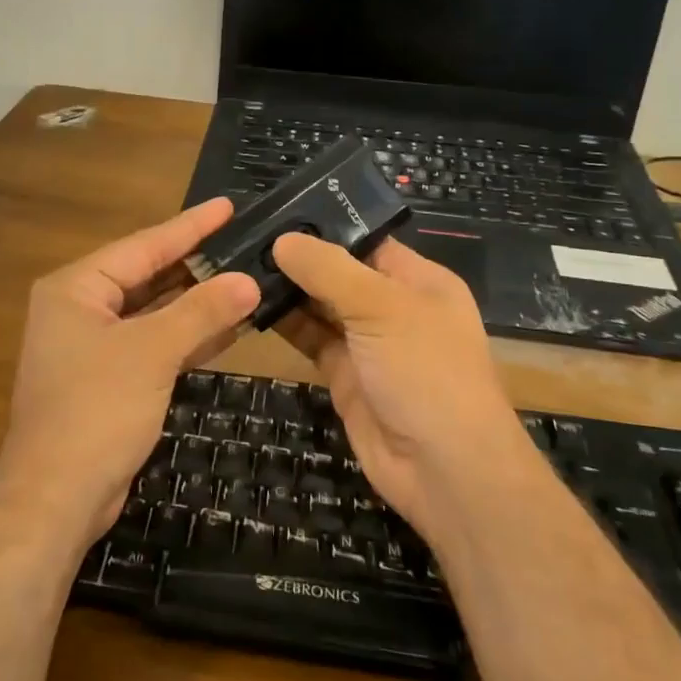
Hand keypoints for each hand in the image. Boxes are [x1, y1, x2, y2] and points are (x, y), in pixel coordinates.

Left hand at [0, 199, 259, 548]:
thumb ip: (201, 311)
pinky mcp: (110, 380)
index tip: (228, 206)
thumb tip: (249, 280)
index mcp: (76, 289)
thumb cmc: (95, 411)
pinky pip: (155, 344)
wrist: (56, 499)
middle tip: (246, 241)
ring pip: (154, 312)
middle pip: (148, 276)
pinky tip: (230, 326)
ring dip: (198, 302)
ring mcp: (94, 347)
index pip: (143, 245)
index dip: (190, 226)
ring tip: (248, 278)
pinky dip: (188, 336)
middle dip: (197, 264)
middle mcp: (81, 310)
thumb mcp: (151, 353)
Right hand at [272, 233, 527, 541]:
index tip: (276, 210)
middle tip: (243, 236)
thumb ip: (329, 271)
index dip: (325, 225)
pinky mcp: (344, 375)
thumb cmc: (425, 371)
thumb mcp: (381, 308)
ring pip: (320, 306)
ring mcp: (367, 343)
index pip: (366, 240)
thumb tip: (282, 240)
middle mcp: (393, 307)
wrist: (443, 469)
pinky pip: (310, 339)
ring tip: (237, 263)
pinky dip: (284, 323)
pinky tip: (250, 304)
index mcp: (418, 280)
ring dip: (287, 289)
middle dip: (298, 257)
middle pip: (339, 272)